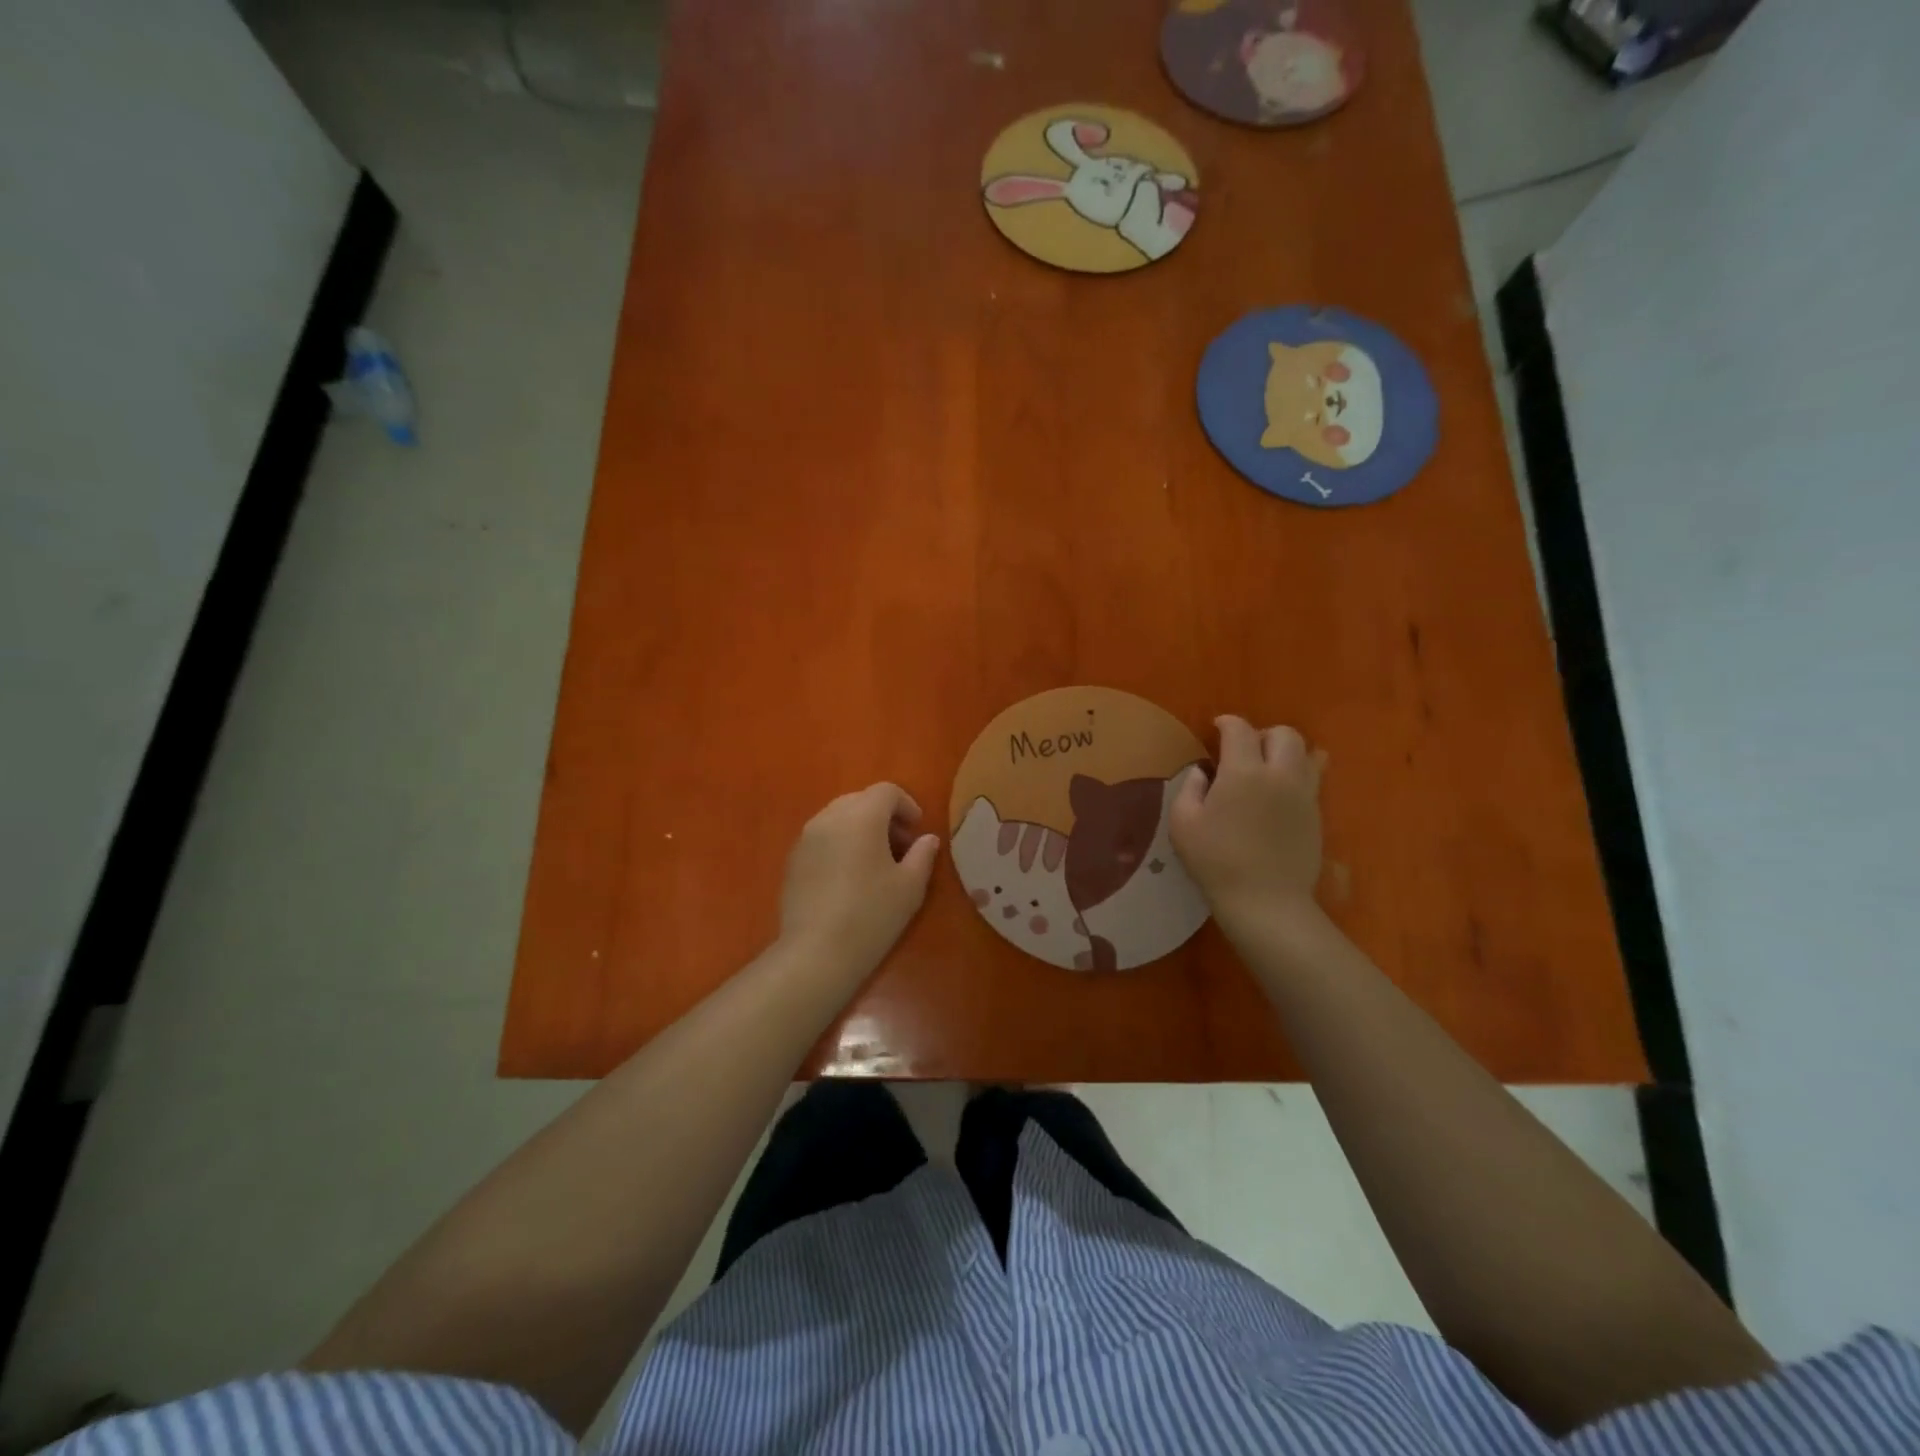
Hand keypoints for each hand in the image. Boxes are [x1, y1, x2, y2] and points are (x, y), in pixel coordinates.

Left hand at [778, 784, 941, 979]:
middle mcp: (829, 817)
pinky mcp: (793, 859)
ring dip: (860, 828)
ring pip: (838, 817)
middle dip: (883, 815)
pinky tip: (849, 876)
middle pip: (860, 800)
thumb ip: (923, 855)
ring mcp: (806, 837)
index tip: (917, 831)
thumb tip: (928, 839)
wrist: (816, 952)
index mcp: (861, 816)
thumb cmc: (871, 915)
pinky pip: (821, 837)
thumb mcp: (910, 886)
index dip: (907, 805)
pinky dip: (840, 843)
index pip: (886, 791)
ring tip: (875, 862)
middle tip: (900, 846)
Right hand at [1170, 716, 1325, 924]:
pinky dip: (1296, 778)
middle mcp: (1280, 774)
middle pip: (1284, 734)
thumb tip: (1203, 773)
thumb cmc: (1216, 861)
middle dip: (1263, 734)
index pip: (1240, 729)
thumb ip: (1190, 789)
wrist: (1266, 901)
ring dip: (1287, 754)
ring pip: (1308, 755)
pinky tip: (1279, 797)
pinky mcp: (1317, 816)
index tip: (1216, 729)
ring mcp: (1304, 795)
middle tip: (1244, 751)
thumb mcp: (1183, 823)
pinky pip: (1312, 782)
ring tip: (1269, 769)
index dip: (1226, 723)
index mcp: (1243, 771)